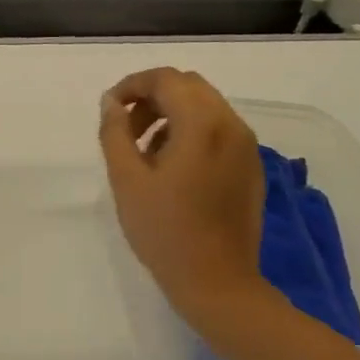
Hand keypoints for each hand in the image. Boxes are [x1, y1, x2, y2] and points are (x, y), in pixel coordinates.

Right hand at [99, 67, 268, 339]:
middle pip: (189, 87)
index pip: (166, 79)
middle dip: (152, 97)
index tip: (109, 109)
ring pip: (205, 107)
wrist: (216, 280)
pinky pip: (218, 131)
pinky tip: (170, 169)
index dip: (132, 85)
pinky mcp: (250, 167)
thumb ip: (115, 133)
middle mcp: (232, 126)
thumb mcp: (126, 180)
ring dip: (170, 115)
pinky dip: (190, 133)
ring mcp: (246, 147)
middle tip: (124, 129)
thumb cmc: (164, 231)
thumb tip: (111, 103)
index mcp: (202, 125)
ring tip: (143, 152)